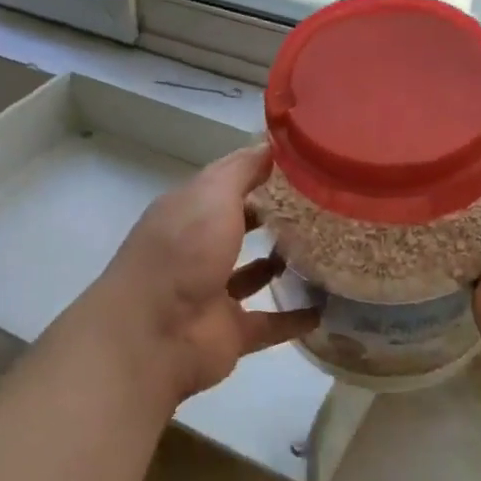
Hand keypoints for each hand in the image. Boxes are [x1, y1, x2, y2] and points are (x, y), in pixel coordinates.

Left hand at [90, 145, 317, 404]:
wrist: (153, 335)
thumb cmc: (183, 250)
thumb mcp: (212, 193)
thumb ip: (243, 169)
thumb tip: (272, 145)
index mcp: (187, 212)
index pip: (226, 184)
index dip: (259, 172)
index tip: (302, 165)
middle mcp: (197, 249)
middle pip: (238, 227)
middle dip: (270, 216)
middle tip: (320, 206)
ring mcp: (212, 292)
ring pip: (252, 274)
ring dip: (280, 263)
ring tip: (324, 249)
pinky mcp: (229, 332)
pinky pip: (269, 323)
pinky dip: (294, 318)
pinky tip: (326, 307)